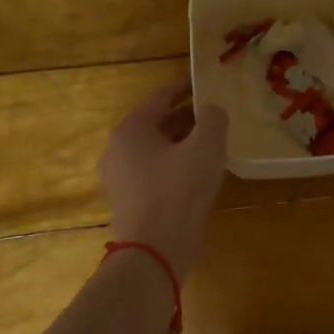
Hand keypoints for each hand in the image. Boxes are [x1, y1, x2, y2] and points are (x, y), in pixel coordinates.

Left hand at [100, 82, 229, 280]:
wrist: (155, 250)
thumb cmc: (179, 191)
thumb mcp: (206, 147)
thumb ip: (212, 119)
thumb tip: (211, 110)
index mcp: (131, 130)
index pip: (161, 98)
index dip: (185, 88)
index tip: (205, 83)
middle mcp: (119, 150)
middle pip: (157, 125)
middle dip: (186, 119)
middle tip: (215, 117)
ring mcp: (121, 179)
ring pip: (157, 152)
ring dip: (183, 146)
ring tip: (212, 146)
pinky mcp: (130, 203)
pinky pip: (156, 175)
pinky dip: (176, 168)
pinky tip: (199, 175)